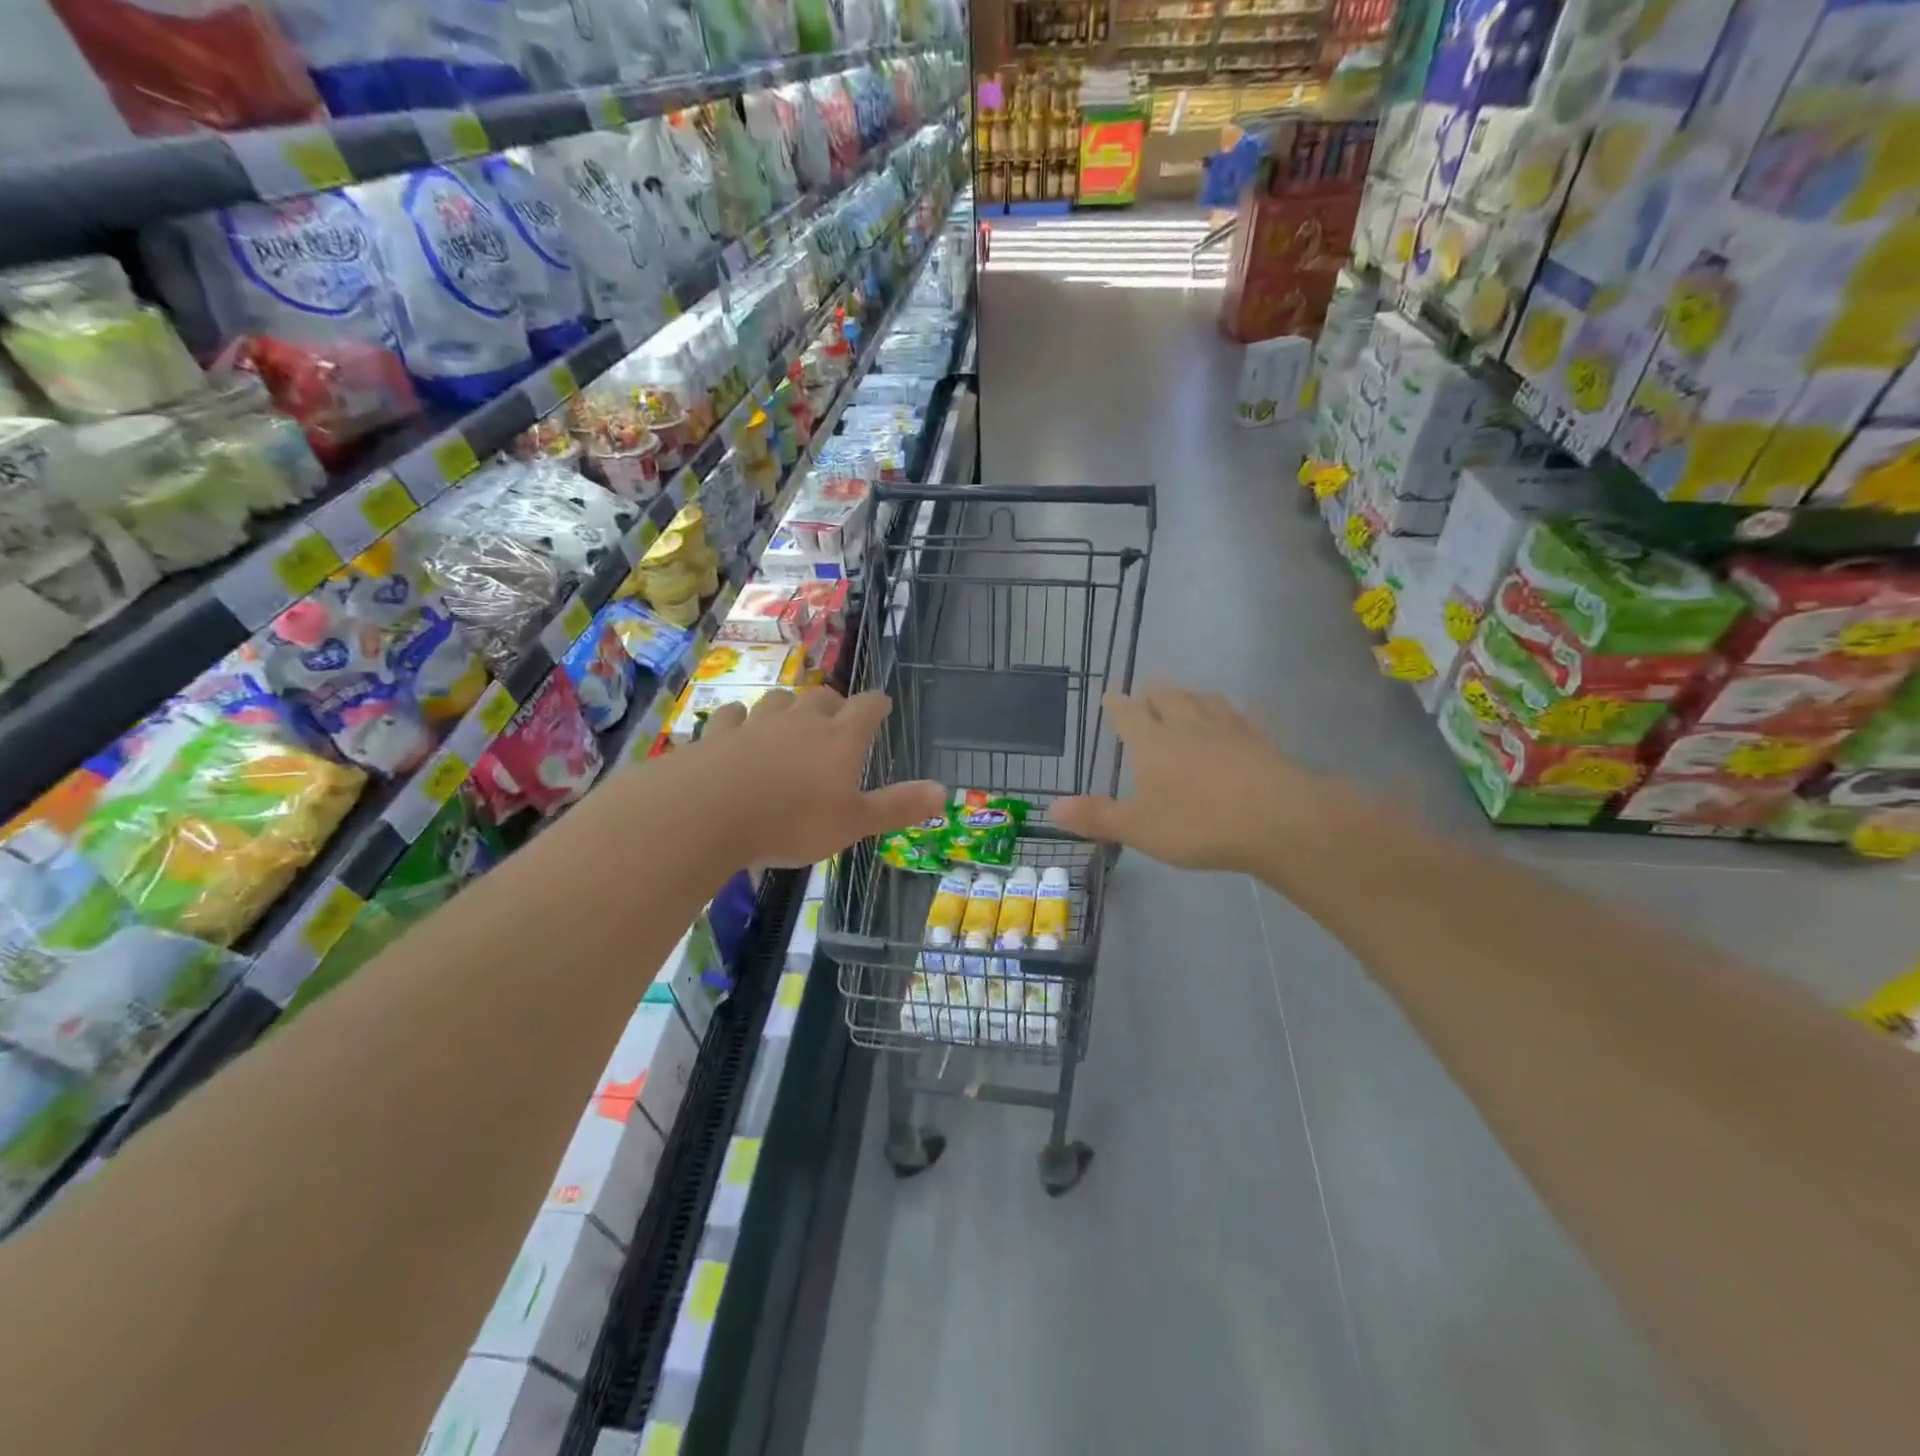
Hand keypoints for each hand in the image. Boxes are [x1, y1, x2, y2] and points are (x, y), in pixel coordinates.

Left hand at [683, 687, 944, 867]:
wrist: (708, 813)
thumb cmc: (792, 821)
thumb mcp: (854, 823)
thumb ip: (897, 806)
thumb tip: (943, 791)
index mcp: (840, 738)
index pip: (867, 707)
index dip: (878, 704)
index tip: (882, 704)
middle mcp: (801, 720)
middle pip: (822, 697)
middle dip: (834, 704)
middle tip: (837, 717)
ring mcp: (757, 723)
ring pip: (778, 700)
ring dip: (789, 705)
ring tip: (791, 718)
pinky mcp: (718, 733)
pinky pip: (733, 716)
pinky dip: (740, 720)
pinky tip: (738, 728)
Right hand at [1049, 685, 1352, 879]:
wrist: (1277, 820)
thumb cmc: (1198, 824)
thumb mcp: (1139, 828)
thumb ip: (1097, 816)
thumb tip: (1050, 807)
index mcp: (1152, 742)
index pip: (1129, 714)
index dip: (1117, 705)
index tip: (1111, 696)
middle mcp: (1187, 725)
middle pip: (1167, 696)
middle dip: (1153, 693)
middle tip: (1147, 693)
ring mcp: (1228, 728)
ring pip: (1205, 700)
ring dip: (1190, 696)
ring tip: (1186, 697)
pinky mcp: (1262, 739)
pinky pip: (1244, 716)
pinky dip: (1234, 712)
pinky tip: (1239, 715)